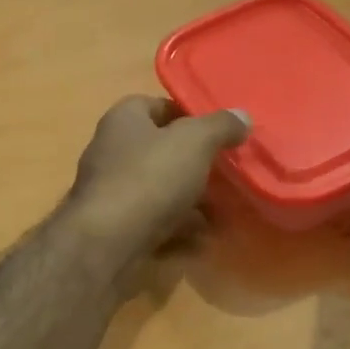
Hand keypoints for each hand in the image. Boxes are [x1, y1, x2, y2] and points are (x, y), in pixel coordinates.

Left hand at [66, 96, 249, 270]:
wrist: (107, 242)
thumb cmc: (149, 177)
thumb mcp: (194, 142)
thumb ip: (220, 126)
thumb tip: (242, 116)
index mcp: (123, 120)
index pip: (158, 106)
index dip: (190, 116)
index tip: (220, 133)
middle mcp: (112, 151)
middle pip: (161, 151)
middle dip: (195, 164)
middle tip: (228, 174)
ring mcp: (112, 193)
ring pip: (160, 191)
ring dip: (192, 202)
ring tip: (225, 212)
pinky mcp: (115, 228)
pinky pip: (155, 223)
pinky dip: (179, 231)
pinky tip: (204, 241)